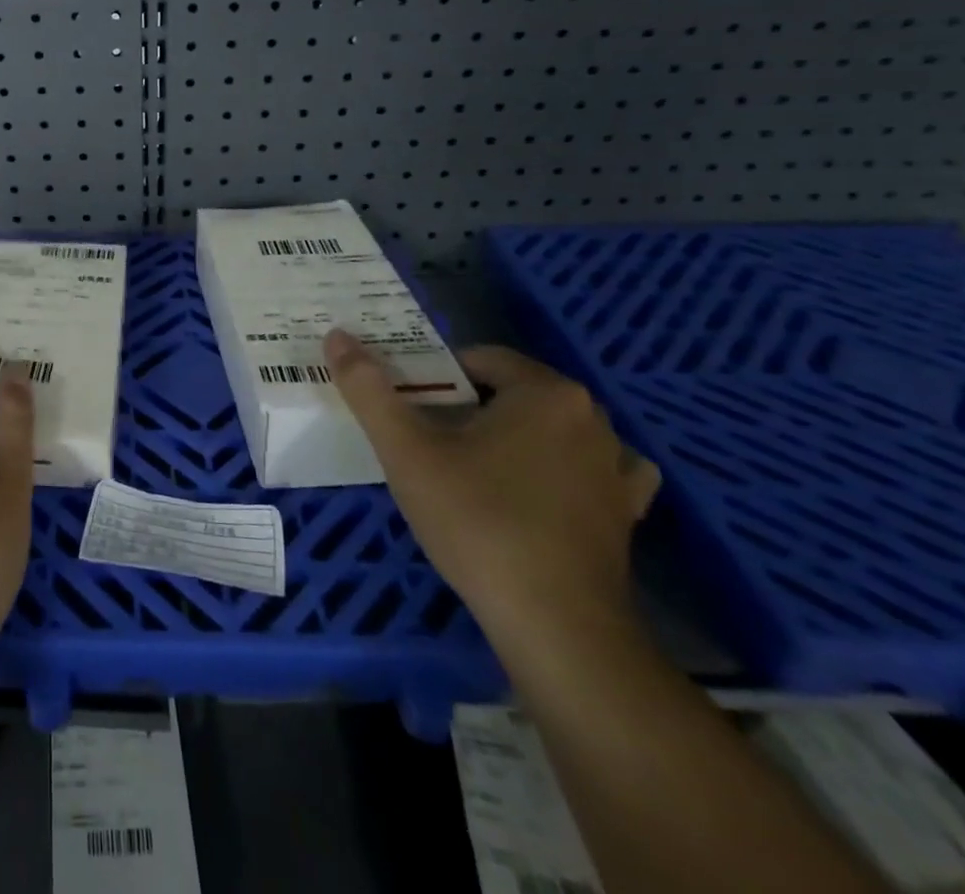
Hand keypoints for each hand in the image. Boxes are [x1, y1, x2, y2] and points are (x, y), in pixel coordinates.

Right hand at [322, 331, 659, 646]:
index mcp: (545, 392)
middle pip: (514, 392)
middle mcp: (592, 417)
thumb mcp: (406, 451)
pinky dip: (566, 471)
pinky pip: (594, 471)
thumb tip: (336, 336)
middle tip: (431, 445)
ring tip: (477, 472)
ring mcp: (618, 466)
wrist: (556, 628)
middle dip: (471, 408)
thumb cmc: (477, 523)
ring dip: (516, 438)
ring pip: (550, 429)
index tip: (411, 413)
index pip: (480, 359)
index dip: (437, 379)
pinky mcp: (628, 512)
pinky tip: (541, 491)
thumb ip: (369, 389)